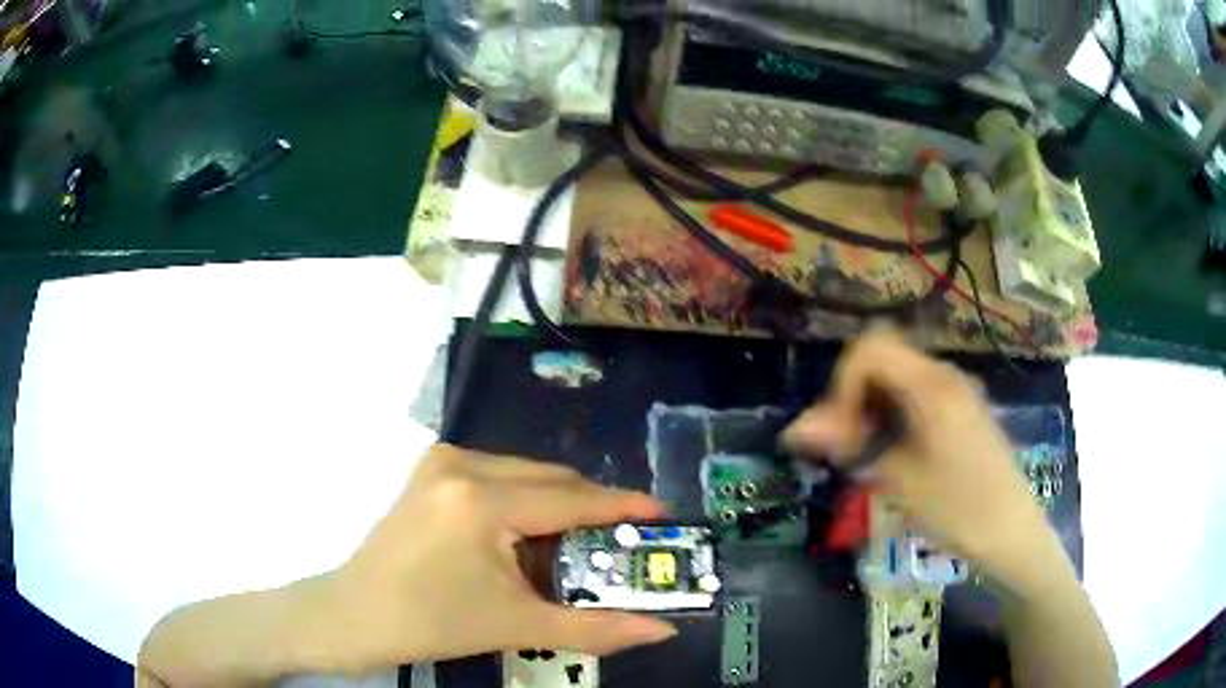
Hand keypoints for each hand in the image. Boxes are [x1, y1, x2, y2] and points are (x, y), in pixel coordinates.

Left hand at [302, 444, 676, 672]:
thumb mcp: (517, 627)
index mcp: (482, 501)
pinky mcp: (431, 471)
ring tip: (578, 548)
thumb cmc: (432, 623)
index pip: (571, 498)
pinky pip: (498, 475)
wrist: (355, 614)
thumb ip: (597, 629)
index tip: (663, 514)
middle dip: (593, 509)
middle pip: (551, 479)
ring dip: (558, 506)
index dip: (623, 506)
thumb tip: (662, 631)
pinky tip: (528, 536)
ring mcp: (441, 462)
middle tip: (625, 542)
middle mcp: (462, 464)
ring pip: (525, 474)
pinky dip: (525, 501)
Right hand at [781, 331, 1060, 592]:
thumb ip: (850, 446)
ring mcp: (957, 392)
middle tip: (841, 450)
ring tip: (861, 458)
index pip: (869, 350)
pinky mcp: (962, 411)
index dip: (842, 387)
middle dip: (852, 398)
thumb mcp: (901, 481)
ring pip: (897, 379)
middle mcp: (945, 376)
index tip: (838, 436)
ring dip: (870, 409)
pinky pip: (916, 396)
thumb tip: (794, 428)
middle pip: (882, 360)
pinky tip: (890, 455)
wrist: (1013, 534)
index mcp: (933, 386)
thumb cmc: (960, 510)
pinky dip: (892, 416)